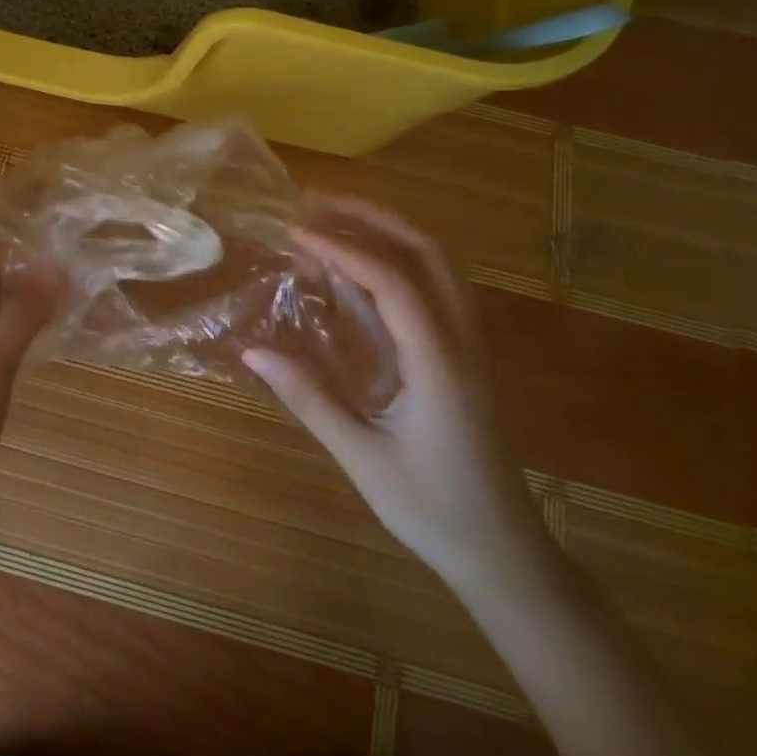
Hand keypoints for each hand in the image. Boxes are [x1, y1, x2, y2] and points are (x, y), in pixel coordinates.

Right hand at [244, 196, 543, 583]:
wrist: (504, 554)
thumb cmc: (432, 509)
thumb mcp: (362, 458)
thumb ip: (308, 398)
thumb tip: (252, 350)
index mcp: (438, 362)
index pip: (392, 280)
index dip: (343, 246)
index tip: (295, 231)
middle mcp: (461, 340)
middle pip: (429, 252)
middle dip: (372, 216)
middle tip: (317, 202)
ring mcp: (469, 344)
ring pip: (440, 263)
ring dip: (389, 229)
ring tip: (336, 216)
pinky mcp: (464, 353)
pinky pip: (437, 284)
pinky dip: (399, 256)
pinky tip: (362, 265)